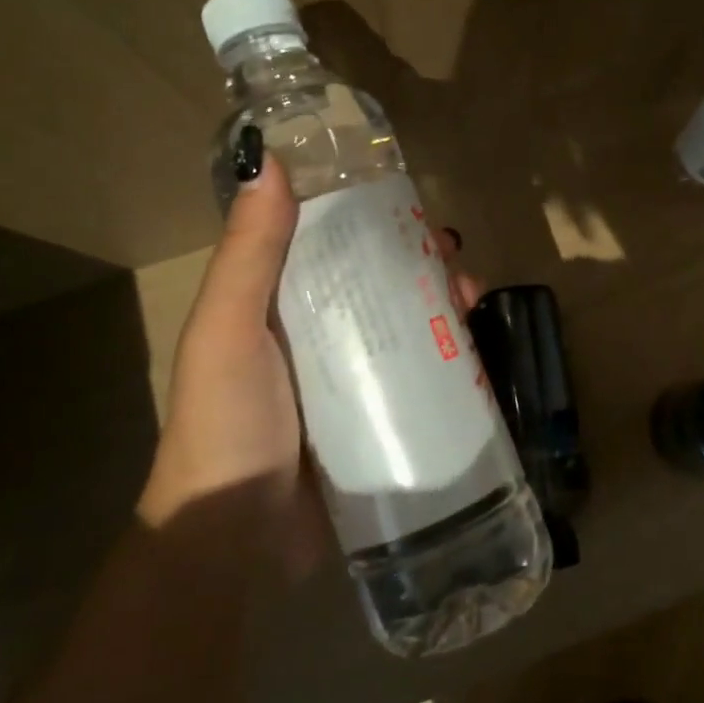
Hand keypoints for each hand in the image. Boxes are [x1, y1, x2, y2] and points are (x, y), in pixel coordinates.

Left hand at [136, 139, 485, 569]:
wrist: (232, 541)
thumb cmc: (225, 422)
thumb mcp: (228, 329)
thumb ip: (250, 252)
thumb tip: (266, 161)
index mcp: (278, 307)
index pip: (332, 246)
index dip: (373, 222)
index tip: (410, 209)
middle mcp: (317, 337)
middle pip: (380, 285)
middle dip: (422, 266)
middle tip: (456, 262)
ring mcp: (351, 382)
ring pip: (407, 328)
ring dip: (443, 307)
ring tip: (472, 299)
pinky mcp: (378, 423)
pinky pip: (420, 380)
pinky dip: (449, 361)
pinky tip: (478, 354)